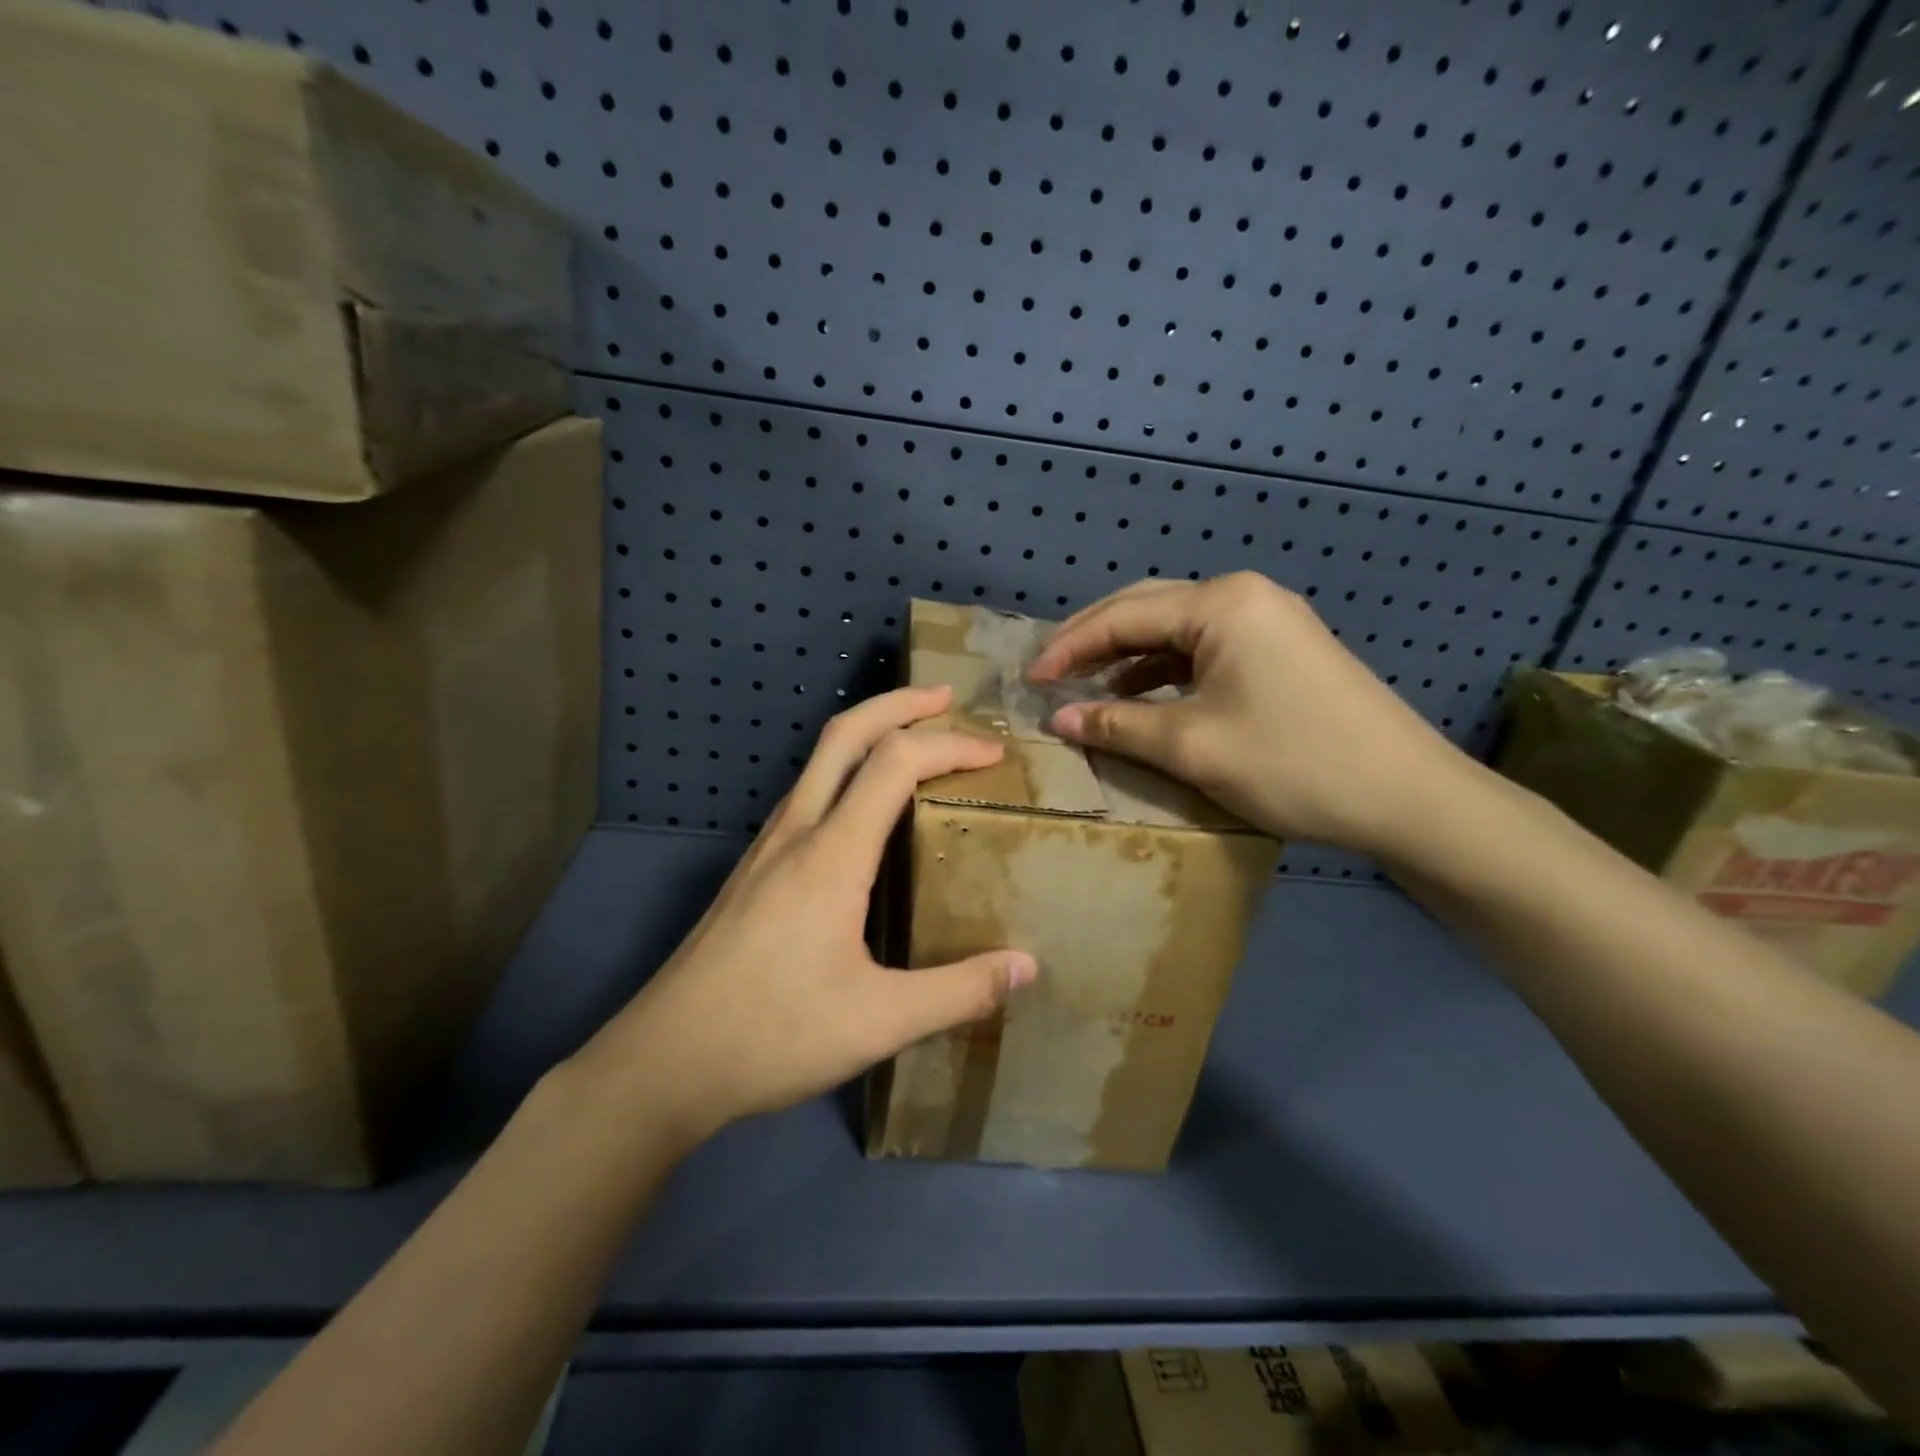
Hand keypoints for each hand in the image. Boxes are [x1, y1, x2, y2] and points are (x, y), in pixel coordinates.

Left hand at [571, 686, 1036, 1147]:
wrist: (664, 1062)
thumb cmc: (773, 1035)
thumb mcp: (880, 1023)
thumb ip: (959, 991)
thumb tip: (1026, 967)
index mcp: (831, 854)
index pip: (895, 762)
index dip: (950, 745)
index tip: (995, 753)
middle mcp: (796, 833)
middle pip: (845, 734)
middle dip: (899, 704)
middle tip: (947, 698)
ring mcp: (766, 849)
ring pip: (818, 761)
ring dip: (868, 734)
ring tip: (914, 743)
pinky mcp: (752, 871)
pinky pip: (807, 795)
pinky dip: (846, 772)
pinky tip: (863, 811)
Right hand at [1028, 573, 1471, 856]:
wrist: (1407, 796)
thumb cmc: (1292, 763)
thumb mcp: (1191, 746)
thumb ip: (1116, 724)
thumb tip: (1057, 717)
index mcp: (1220, 604)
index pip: (1123, 615)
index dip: (1070, 647)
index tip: (1030, 679)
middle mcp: (1243, 596)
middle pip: (1147, 607)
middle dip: (1094, 638)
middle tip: (1050, 671)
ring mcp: (1268, 620)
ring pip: (1175, 628)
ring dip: (1127, 654)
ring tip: (1086, 684)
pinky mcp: (1281, 649)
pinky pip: (1204, 648)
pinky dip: (1164, 669)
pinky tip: (1141, 694)